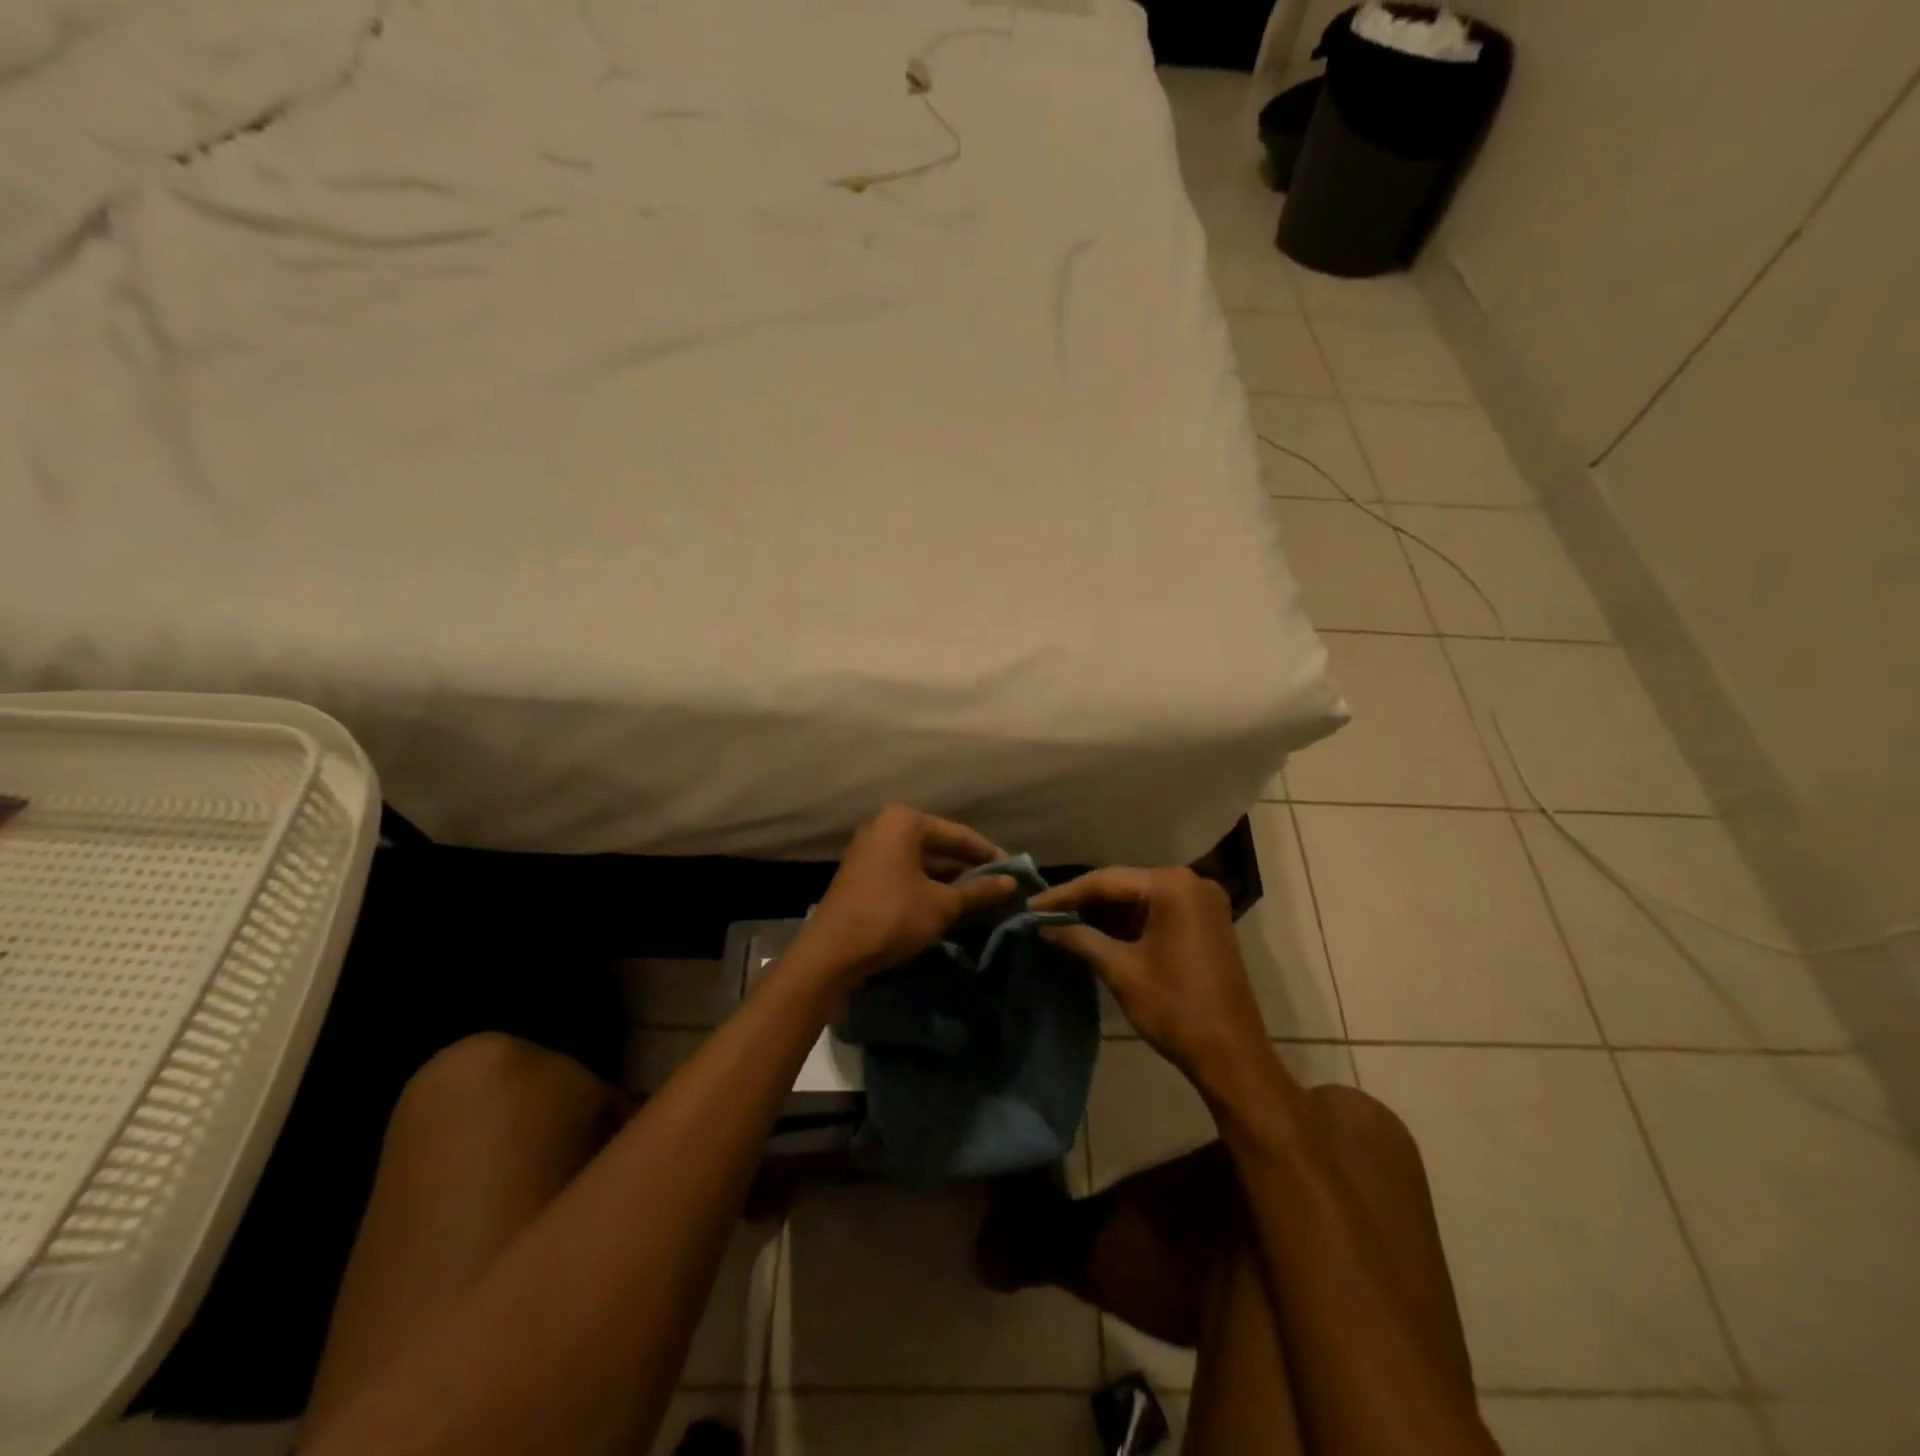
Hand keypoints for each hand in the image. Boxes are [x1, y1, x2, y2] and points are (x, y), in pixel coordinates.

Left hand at [792, 805, 1016, 987]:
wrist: (831, 953)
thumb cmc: (892, 917)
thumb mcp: (942, 905)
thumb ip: (978, 891)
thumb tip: (1011, 883)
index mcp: (904, 821)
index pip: (958, 835)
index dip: (988, 854)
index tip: (1014, 872)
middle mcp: (884, 827)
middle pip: (938, 845)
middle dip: (968, 867)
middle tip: (999, 886)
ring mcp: (869, 850)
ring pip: (921, 861)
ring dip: (948, 879)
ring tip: (980, 898)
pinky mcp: (862, 874)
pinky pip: (904, 873)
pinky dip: (927, 886)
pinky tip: (948, 905)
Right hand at [1033, 867, 1268, 1087]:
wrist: (1231, 1056)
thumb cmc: (1175, 1007)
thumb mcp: (1121, 970)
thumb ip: (1080, 939)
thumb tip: (1044, 925)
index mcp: (1172, 885)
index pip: (1106, 881)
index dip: (1065, 894)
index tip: (1031, 906)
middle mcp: (1190, 882)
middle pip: (1124, 885)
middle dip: (1084, 901)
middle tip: (1044, 913)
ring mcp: (1202, 903)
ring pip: (1139, 899)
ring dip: (1104, 913)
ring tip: (1062, 922)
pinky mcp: (1205, 923)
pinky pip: (1157, 912)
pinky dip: (1128, 923)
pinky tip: (1096, 931)